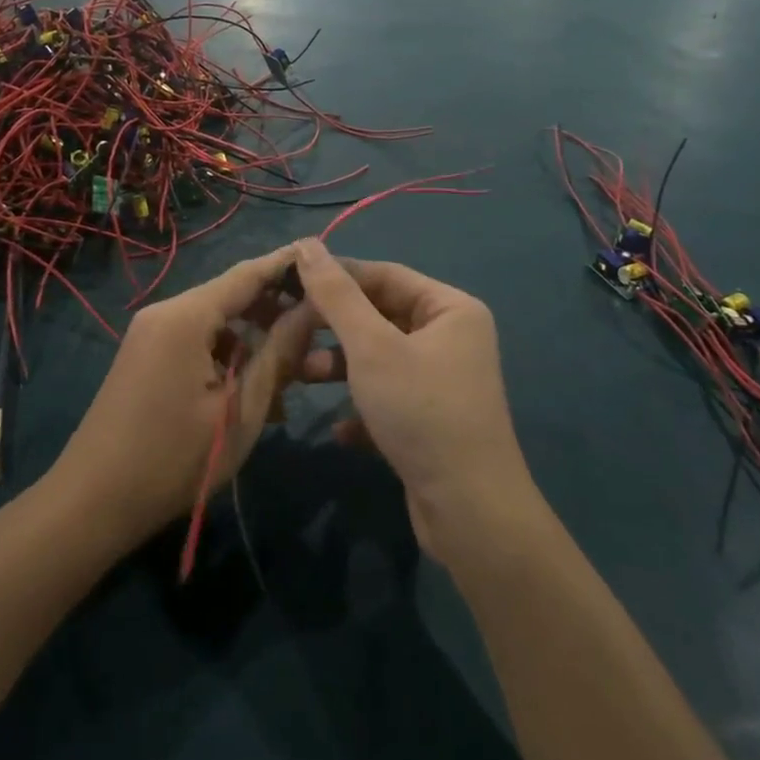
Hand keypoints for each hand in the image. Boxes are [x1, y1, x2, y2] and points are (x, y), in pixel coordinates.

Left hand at [52, 245, 317, 549]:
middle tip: (320, 329)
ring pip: (216, 322)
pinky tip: (253, 392)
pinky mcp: (145, 356)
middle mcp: (166, 312)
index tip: (325, 260)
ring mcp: (151, 333)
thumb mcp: (239, 410)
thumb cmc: (173, 460)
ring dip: (254, 341)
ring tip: (293, 374)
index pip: (247, 274)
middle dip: (275, 311)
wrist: (91, 503)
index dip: (287, 266)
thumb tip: (313, 310)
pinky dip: (227, 357)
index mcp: (186, 316)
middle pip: (231, 295)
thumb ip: (278, 354)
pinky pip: (196, 342)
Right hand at [291, 241, 531, 561]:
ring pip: (379, 357)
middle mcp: (451, 337)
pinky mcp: (432, 419)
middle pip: (380, 315)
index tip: (288, 283)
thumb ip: (336, 295)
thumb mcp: (371, 347)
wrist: (471, 514)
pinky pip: (388, 396)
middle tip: (289, 331)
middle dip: (334, 327)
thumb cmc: (421, 412)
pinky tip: (340, 429)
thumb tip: (307, 245)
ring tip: (302, 376)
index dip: (335, 276)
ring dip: (340, 366)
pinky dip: (361, 406)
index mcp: (450, 308)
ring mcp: (442, 380)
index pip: (383, 274)